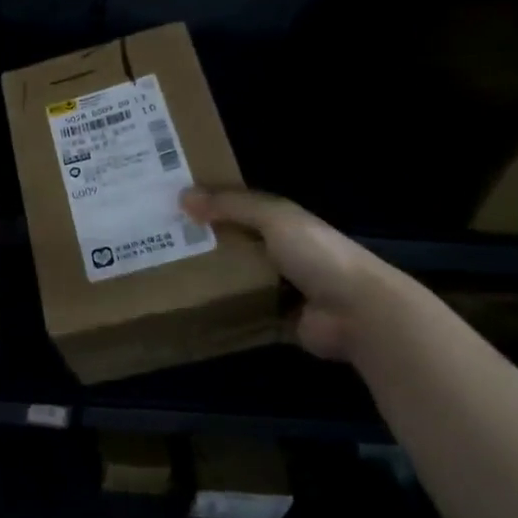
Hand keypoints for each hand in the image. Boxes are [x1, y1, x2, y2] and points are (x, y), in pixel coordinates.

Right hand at [180, 188, 400, 361]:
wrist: (358, 311)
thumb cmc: (317, 254)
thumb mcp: (274, 218)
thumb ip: (232, 206)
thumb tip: (182, 195)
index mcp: (284, 224)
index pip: (240, 209)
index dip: (210, 205)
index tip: (171, 205)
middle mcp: (283, 254)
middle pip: (235, 246)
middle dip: (204, 245)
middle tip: (160, 243)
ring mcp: (282, 290)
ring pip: (237, 281)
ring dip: (211, 281)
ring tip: (167, 278)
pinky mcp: (279, 322)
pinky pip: (244, 316)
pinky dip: (223, 315)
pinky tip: (192, 312)